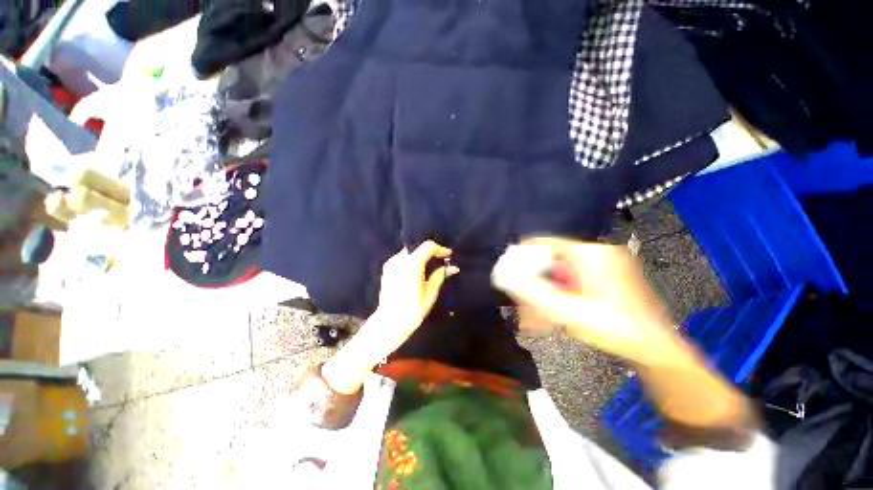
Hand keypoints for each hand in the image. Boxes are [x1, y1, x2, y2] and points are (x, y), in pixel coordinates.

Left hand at [322, 241, 458, 394]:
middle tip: (440, 259)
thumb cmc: (412, 310)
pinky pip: (402, 258)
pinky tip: (417, 271)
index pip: (428, 247)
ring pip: (409, 252)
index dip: (440, 249)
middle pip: (417, 247)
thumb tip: (453, 268)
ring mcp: (391, 264)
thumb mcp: (430, 293)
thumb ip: (440, 276)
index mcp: (412, 265)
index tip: (449, 254)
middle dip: (430, 251)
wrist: (389, 323)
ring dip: (420, 255)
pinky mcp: (386, 269)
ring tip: (430, 265)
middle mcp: (399, 260)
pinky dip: (412, 260)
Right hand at [492, 237, 676, 365]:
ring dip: (546, 291)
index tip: (510, 268)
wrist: (656, 350)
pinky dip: (561, 294)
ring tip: (536, 313)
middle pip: (553, 261)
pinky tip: (554, 312)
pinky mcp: (609, 279)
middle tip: (523, 299)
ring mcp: (605, 266)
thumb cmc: (614, 328)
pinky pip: (574, 281)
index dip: (524, 254)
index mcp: (590, 254)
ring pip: (562, 273)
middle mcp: (598, 254)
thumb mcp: (568, 311)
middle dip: (535, 281)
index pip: (546, 242)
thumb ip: (533, 294)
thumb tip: (508, 279)